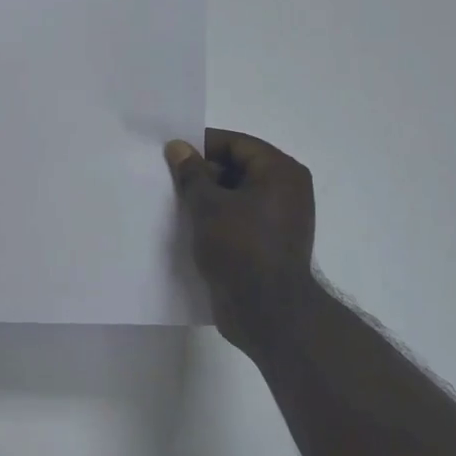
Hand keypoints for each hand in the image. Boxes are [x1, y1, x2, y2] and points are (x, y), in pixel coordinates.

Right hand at [166, 129, 318, 351]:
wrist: (266, 312)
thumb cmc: (240, 247)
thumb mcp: (208, 205)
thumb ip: (191, 173)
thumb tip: (178, 147)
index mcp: (280, 172)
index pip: (236, 143)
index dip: (202, 146)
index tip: (170, 154)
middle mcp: (286, 191)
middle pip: (237, 168)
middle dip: (202, 173)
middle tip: (168, 180)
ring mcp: (279, 219)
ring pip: (235, 196)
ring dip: (207, 198)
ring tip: (174, 203)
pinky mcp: (268, 244)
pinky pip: (238, 219)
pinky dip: (216, 219)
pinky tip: (189, 226)